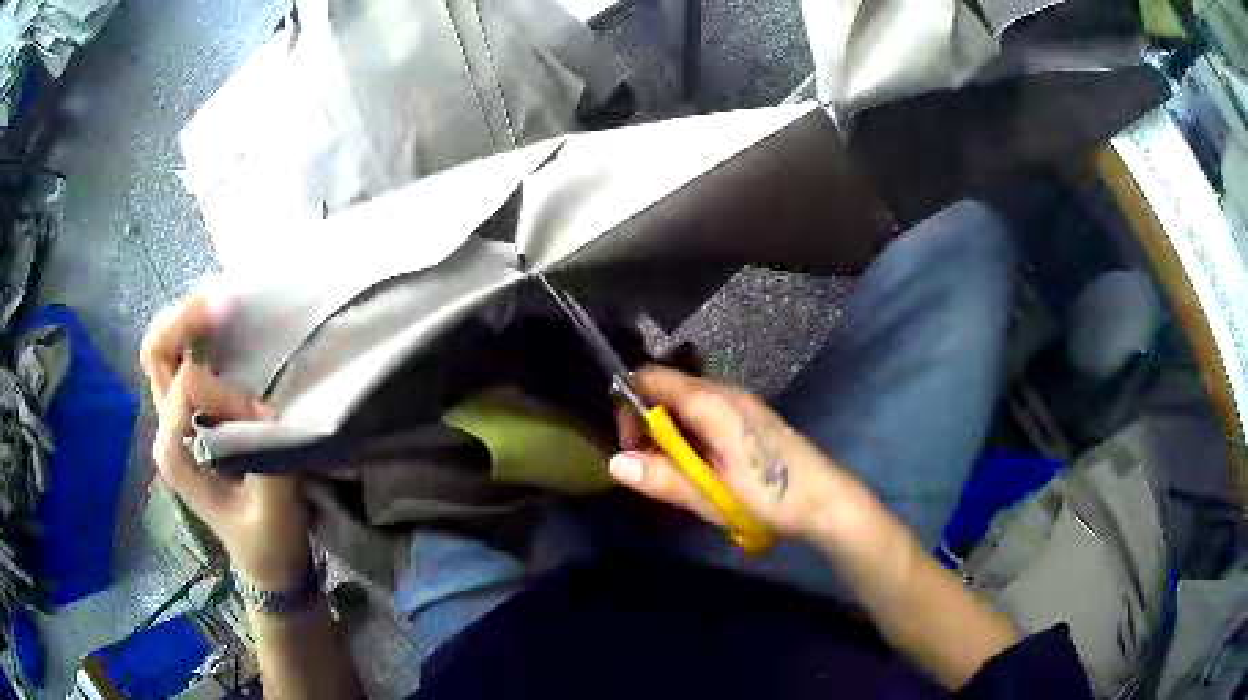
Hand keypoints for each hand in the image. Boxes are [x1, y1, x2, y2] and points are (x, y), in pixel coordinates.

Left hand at [141, 296, 309, 589]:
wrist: (268, 562)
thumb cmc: (268, 542)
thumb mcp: (272, 505)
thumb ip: (265, 454)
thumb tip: (270, 407)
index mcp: (175, 451)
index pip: (190, 385)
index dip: (229, 391)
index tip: (266, 419)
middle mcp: (167, 429)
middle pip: (155, 352)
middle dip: (184, 321)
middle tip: (223, 305)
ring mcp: (177, 421)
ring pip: (165, 351)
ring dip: (189, 323)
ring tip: (223, 306)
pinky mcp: (194, 418)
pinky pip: (185, 361)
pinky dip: (200, 337)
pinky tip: (225, 330)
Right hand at [610, 366, 876, 542]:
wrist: (826, 501)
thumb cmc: (770, 497)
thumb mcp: (711, 495)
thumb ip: (663, 477)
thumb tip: (615, 463)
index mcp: (713, 404)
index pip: (653, 378)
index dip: (628, 403)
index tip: (628, 443)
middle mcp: (726, 393)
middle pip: (669, 390)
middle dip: (648, 422)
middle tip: (649, 465)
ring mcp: (742, 403)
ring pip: (688, 403)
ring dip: (671, 431)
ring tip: (676, 471)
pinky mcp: (752, 417)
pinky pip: (708, 412)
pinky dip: (691, 432)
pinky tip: (703, 466)